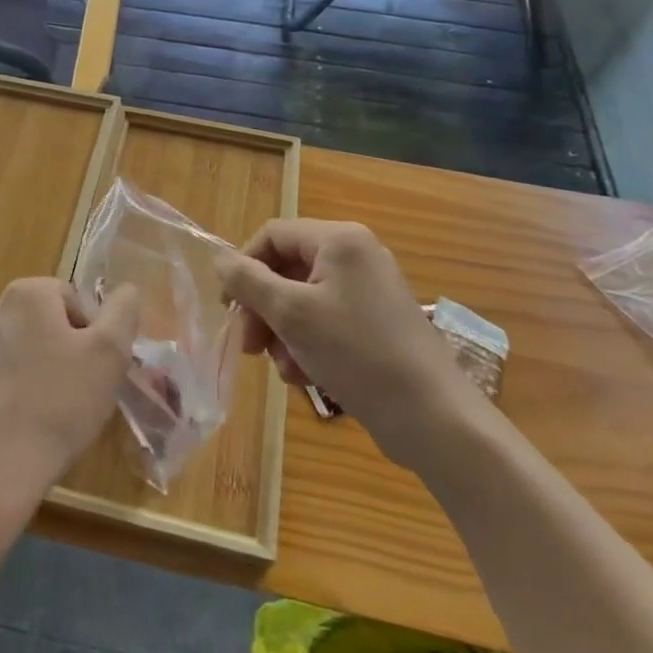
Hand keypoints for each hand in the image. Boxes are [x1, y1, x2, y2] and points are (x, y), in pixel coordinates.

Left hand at [0, 277, 140, 516]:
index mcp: (27, 294)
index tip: (95, 368)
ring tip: (49, 412)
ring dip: (36, 370)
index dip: (91, 333)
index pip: (72, 299)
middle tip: (78, 390)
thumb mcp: (110, 354)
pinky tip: (21, 424)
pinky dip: (10, 392)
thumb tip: (126, 290)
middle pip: (43, 321)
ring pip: (19, 349)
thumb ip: (123, 311)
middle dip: (63, 349)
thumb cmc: (60, 404)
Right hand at [215, 220, 487, 467]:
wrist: (432, 417)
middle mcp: (355, 255)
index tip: (229, 309)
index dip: (244, 267)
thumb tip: (220, 259)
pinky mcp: (375, 323)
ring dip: (284, 333)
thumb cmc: (356, 353)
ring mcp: (368, 290)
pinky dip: (308, 344)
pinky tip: (307, 376)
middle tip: (249, 347)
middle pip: (286, 269)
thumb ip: (248, 281)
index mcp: (339, 240)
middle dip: (264, 309)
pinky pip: (326, 320)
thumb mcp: (291, 314)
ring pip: (302, 300)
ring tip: (287, 369)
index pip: (272, 235)